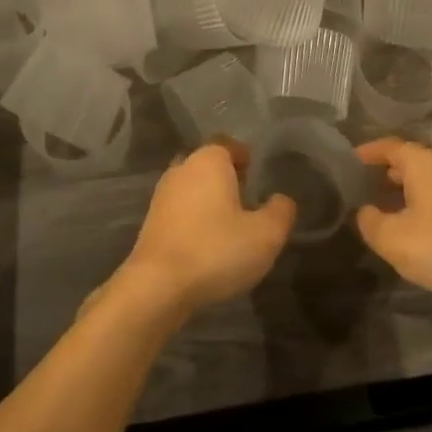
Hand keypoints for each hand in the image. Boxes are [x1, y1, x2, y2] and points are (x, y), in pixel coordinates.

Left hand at [115, 142, 295, 319]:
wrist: (157, 286)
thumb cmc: (216, 250)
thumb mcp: (265, 235)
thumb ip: (280, 212)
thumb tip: (281, 200)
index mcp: (209, 161)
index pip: (228, 145)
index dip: (243, 157)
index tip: (255, 173)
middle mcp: (182, 169)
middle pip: (208, 164)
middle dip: (226, 177)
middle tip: (246, 198)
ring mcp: (162, 195)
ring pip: (192, 187)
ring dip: (208, 199)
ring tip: (228, 223)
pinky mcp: (150, 222)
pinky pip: (179, 210)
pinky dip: (193, 219)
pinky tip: (205, 242)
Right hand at [354, 138, 431, 319]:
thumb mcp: (393, 239)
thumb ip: (370, 222)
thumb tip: (365, 212)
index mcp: (424, 163)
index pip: (389, 146)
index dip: (367, 153)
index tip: (349, 162)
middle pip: (411, 162)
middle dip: (386, 173)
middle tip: (364, 189)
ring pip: (429, 183)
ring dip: (407, 194)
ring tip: (387, 213)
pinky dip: (426, 209)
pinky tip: (419, 235)